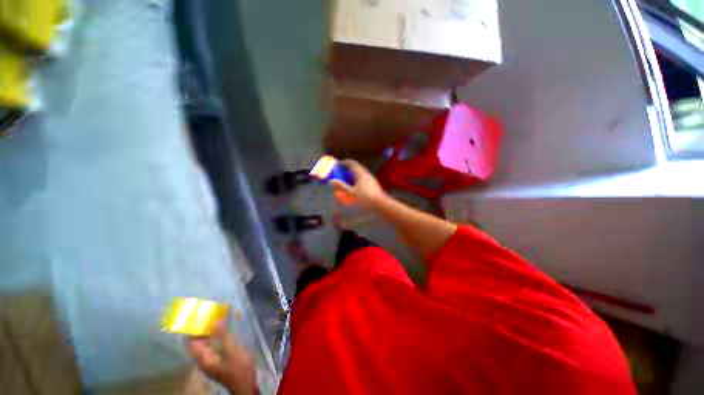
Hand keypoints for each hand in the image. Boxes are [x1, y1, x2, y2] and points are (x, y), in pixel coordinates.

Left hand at [188, 322, 256, 394]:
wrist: (246, 384)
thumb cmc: (238, 368)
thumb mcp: (232, 350)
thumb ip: (223, 335)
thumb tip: (214, 320)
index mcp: (204, 358)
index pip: (191, 342)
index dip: (193, 329)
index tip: (199, 316)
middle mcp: (204, 360)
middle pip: (198, 342)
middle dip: (203, 328)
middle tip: (212, 314)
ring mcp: (211, 361)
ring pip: (206, 343)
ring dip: (211, 331)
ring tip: (220, 318)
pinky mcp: (218, 361)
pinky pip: (213, 346)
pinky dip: (217, 336)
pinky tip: (226, 330)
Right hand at [330, 160, 387, 209]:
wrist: (381, 204)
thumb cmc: (365, 198)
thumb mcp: (351, 193)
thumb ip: (341, 186)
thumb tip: (331, 181)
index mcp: (360, 173)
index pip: (352, 163)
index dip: (344, 162)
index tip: (338, 164)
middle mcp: (366, 173)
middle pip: (356, 167)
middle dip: (348, 169)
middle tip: (341, 173)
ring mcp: (371, 178)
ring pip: (360, 173)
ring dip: (353, 174)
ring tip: (346, 180)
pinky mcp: (373, 184)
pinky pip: (363, 178)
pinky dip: (357, 179)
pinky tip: (355, 187)